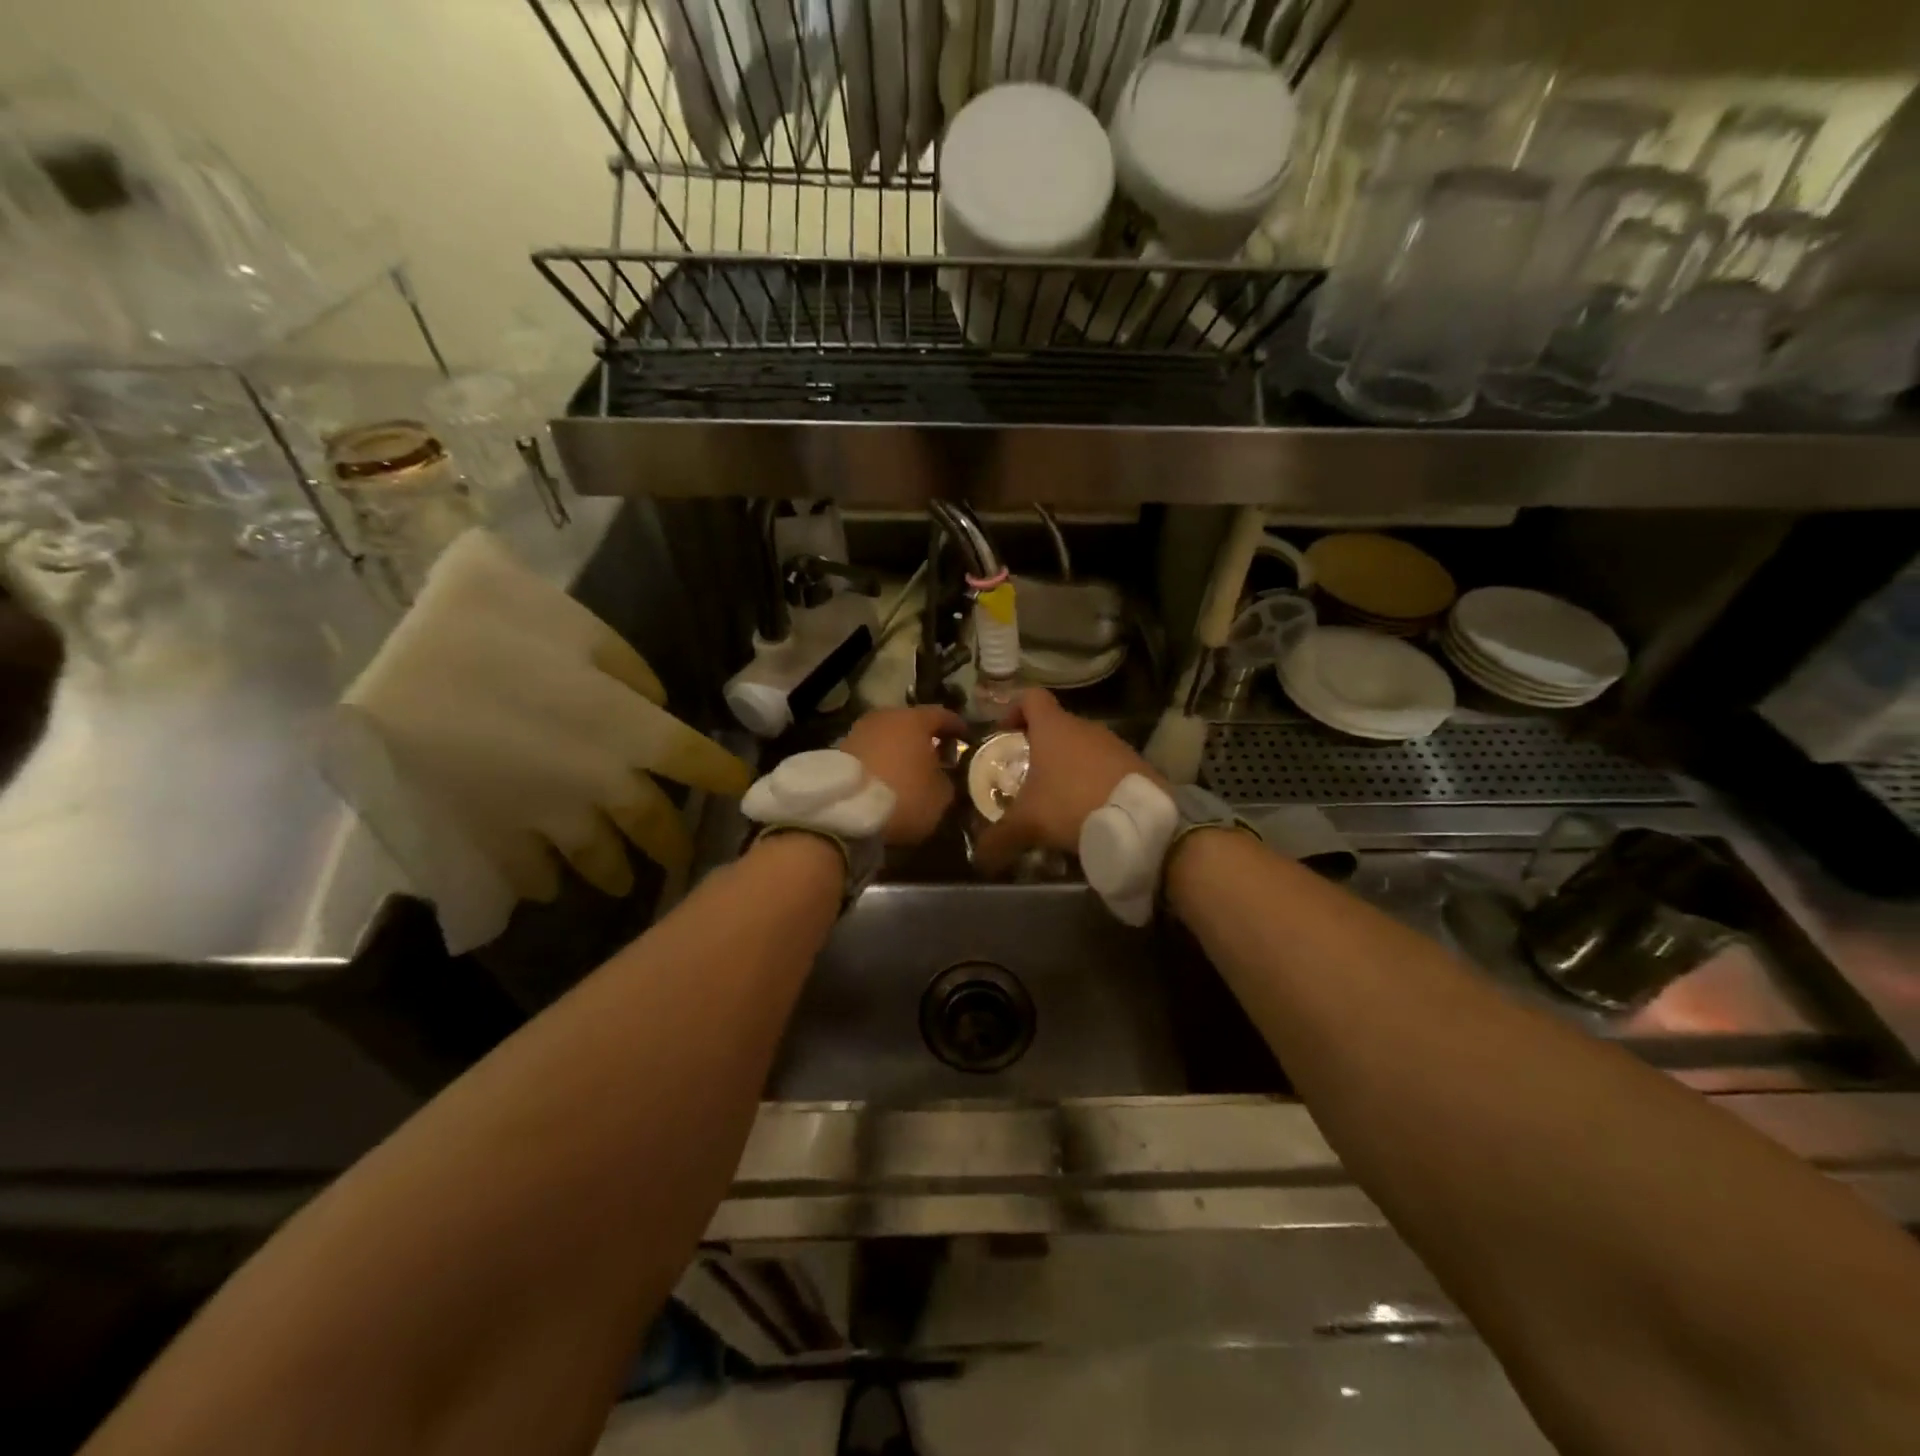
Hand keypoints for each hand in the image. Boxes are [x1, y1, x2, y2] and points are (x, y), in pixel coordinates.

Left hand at [840, 705, 966, 844]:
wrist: (844, 811)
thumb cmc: (903, 797)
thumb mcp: (941, 796)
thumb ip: (947, 779)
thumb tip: (942, 775)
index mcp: (915, 720)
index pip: (943, 715)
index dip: (957, 727)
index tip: (966, 737)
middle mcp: (886, 717)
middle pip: (911, 722)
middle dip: (925, 738)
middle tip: (937, 756)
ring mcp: (859, 731)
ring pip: (888, 735)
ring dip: (900, 749)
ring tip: (910, 769)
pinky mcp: (839, 750)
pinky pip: (871, 750)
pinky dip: (881, 759)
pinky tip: (887, 777)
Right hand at [973, 688, 1160, 873]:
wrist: (1141, 822)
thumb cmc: (1072, 806)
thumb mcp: (1027, 825)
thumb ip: (998, 839)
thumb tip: (978, 859)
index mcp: (1054, 728)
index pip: (1030, 697)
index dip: (1013, 709)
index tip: (1004, 732)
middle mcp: (1085, 727)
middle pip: (1056, 726)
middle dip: (1039, 747)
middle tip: (1026, 777)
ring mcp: (1114, 744)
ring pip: (1083, 747)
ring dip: (1068, 767)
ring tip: (1058, 799)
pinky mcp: (1136, 765)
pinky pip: (1106, 766)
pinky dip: (1093, 782)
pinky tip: (1089, 810)